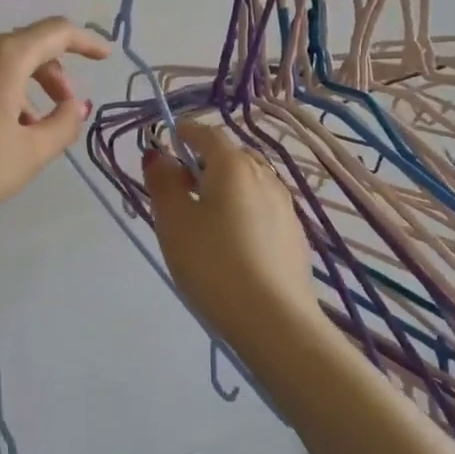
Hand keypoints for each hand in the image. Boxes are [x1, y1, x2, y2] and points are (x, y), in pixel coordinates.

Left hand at [0, 16, 111, 235]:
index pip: (55, 32)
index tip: (104, 57)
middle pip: (23, 47)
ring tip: (23, 130)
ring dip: (19, 87)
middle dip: (50, 73)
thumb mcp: (29, 155)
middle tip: (62, 109)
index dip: (85, 41)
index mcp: (2, 57)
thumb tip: (74, 105)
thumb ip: (63, 124)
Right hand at [145, 123, 322, 347]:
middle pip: (229, 158)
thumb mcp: (173, 222)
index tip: (164, 145)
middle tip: (177, 192)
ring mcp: (285, 206)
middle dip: (202, 165)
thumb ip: (162, 182)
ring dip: (223, 191)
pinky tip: (232, 246)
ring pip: (247, 185)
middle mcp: (265, 176)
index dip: (182, 134)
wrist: (274, 319)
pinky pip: (261, 210)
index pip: (205, 133)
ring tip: (203, 223)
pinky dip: (242, 214)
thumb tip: (159, 155)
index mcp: (234, 165)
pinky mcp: (295, 235)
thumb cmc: (213, 263)